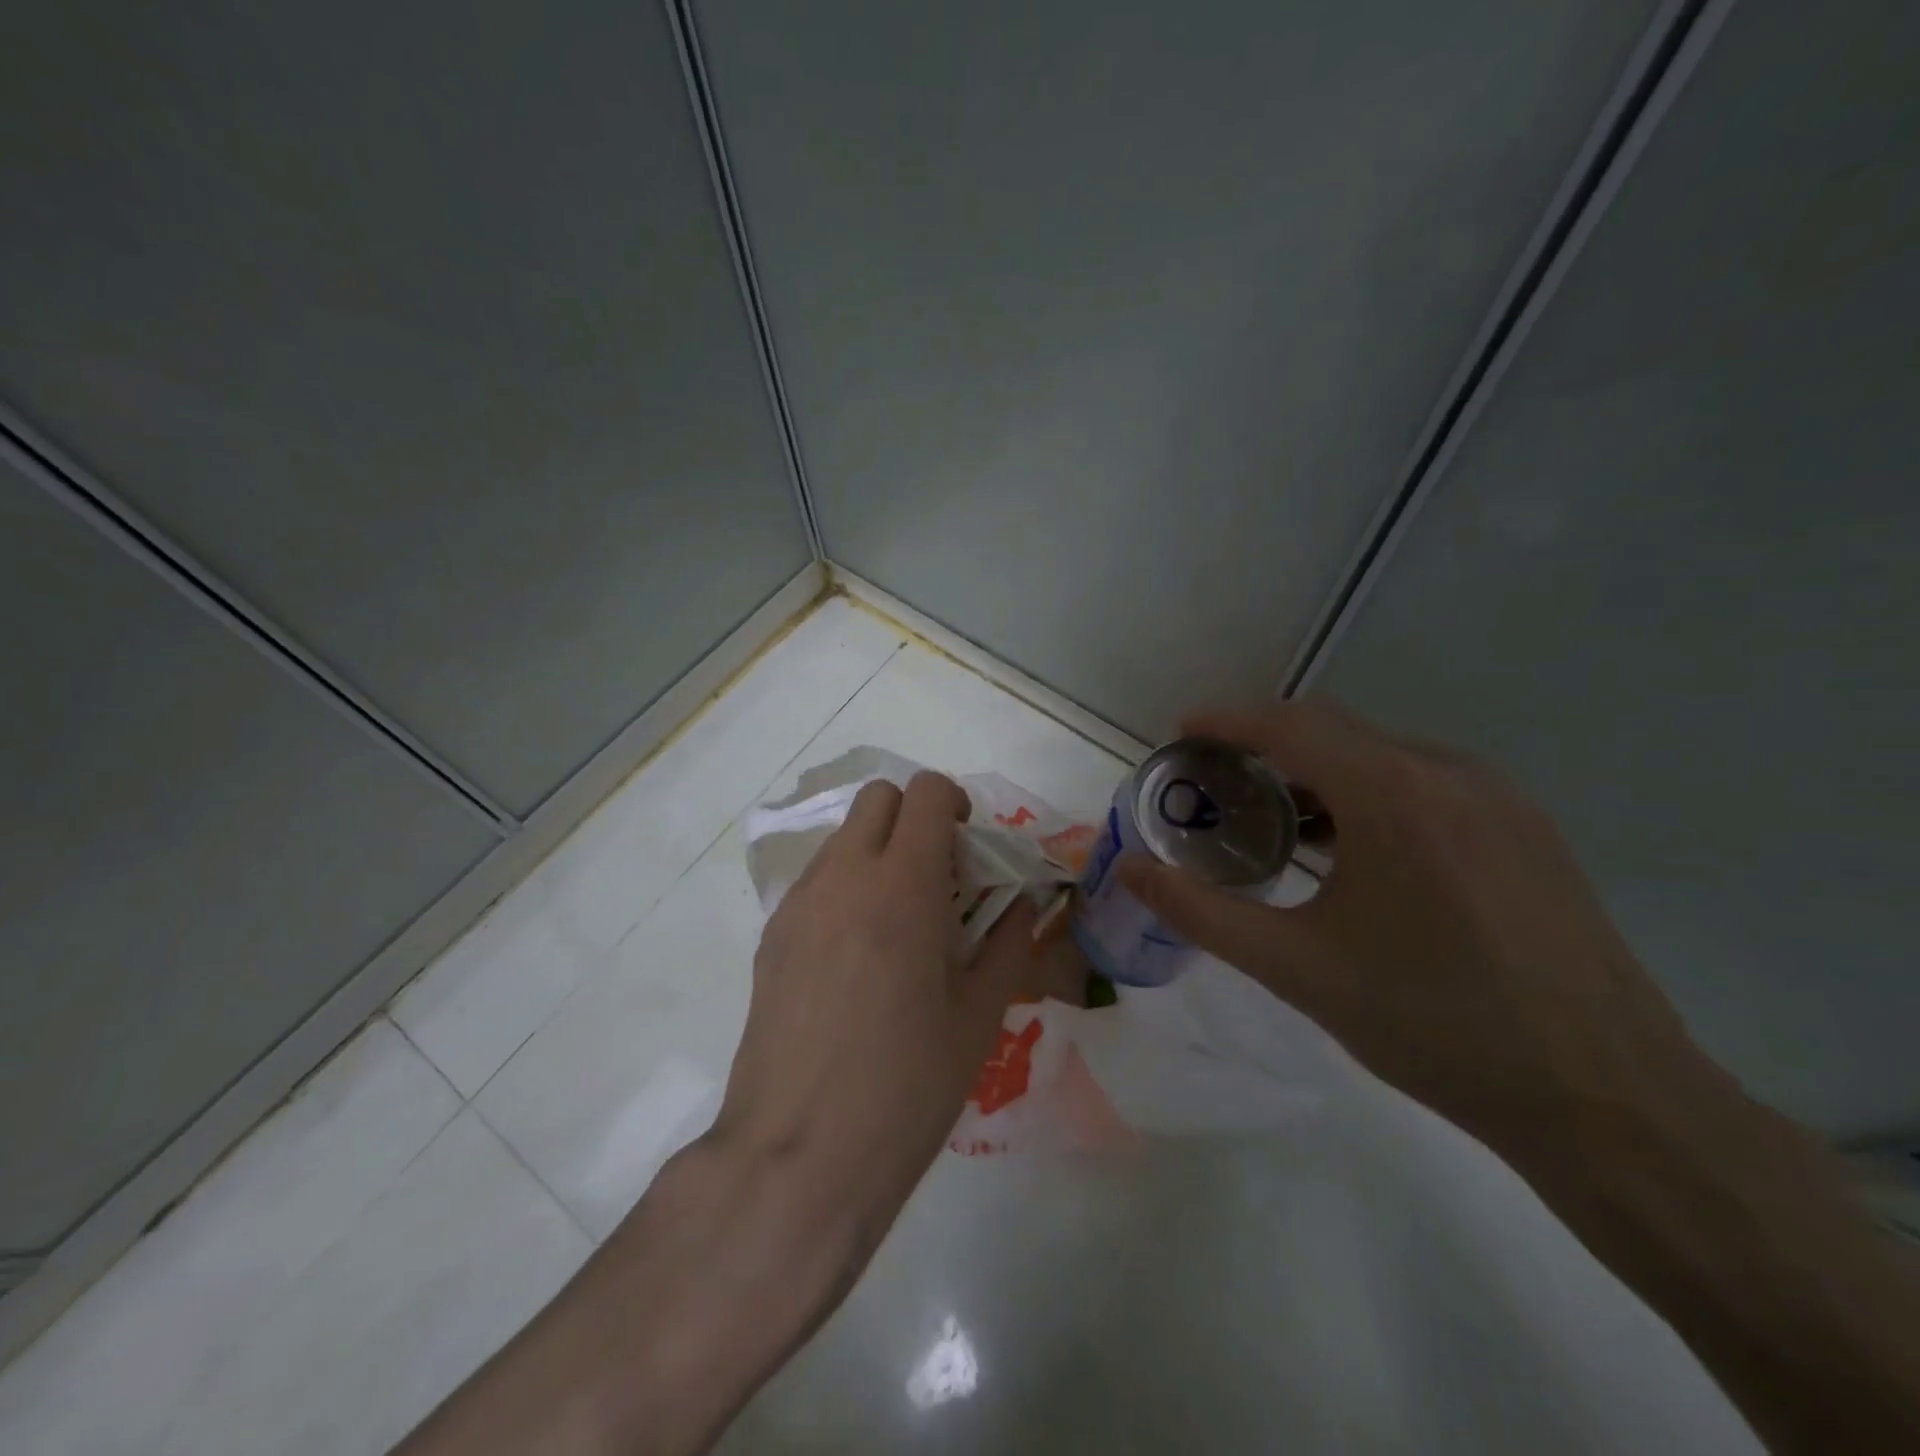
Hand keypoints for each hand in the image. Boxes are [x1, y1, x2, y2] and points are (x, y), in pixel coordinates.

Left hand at [713, 771, 1044, 1250]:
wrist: (799, 1155)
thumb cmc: (906, 1087)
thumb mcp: (979, 1017)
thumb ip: (1009, 944)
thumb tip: (1024, 904)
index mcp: (903, 887)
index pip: (925, 793)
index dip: (954, 803)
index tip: (969, 846)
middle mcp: (844, 877)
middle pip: (877, 797)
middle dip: (914, 817)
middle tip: (939, 876)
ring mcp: (800, 903)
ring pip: (844, 837)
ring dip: (879, 851)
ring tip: (900, 921)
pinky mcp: (772, 935)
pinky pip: (817, 880)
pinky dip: (847, 887)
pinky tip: (858, 955)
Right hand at [1117, 701, 1720, 1163]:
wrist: (1606, 1100)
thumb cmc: (1433, 1024)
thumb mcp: (1296, 969)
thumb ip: (1200, 912)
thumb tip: (1130, 869)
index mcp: (1394, 795)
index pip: (1290, 726)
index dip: (1227, 721)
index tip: (1182, 734)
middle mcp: (1451, 774)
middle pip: (1335, 729)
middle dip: (1265, 743)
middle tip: (1215, 781)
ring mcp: (1499, 798)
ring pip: (1382, 753)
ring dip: (1318, 769)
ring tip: (1273, 817)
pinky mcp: (1527, 828)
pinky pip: (1426, 781)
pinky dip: (1368, 791)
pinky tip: (1352, 848)